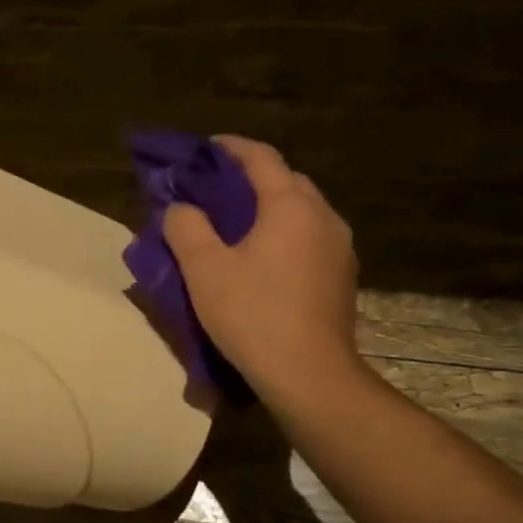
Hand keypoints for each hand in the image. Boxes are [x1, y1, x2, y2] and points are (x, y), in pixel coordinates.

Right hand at [162, 136, 361, 411]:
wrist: (309, 374)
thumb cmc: (253, 314)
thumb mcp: (204, 269)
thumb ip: (186, 227)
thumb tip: (181, 207)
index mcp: (291, 205)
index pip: (261, 158)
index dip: (230, 148)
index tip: (204, 149)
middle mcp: (323, 216)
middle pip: (285, 181)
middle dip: (249, 179)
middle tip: (213, 192)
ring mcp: (339, 247)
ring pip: (299, 212)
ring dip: (268, 209)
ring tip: (234, 226)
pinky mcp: (341, 276)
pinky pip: (308, 239)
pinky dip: (282, 235)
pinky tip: (261, 260)